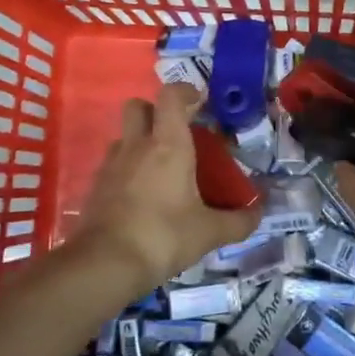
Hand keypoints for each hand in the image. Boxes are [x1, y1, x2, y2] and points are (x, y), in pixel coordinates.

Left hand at [74, 83, 258, 286]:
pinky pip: (114, 164)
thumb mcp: (209, 232)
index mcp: (168, 145)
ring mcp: (111, 165)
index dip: (185, 91)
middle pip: (138, 106)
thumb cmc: (163, 237)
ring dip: (141, 141)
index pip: (171, 96)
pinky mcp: (96, 187)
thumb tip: (259, 213)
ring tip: (161, 167)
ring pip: (125, 135)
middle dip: (156, 110)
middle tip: (177, 131)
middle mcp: (137, 146)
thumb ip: (238, 221)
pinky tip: (142, 195)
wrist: (104, 265)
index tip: (200, 101)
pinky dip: (128, 169)